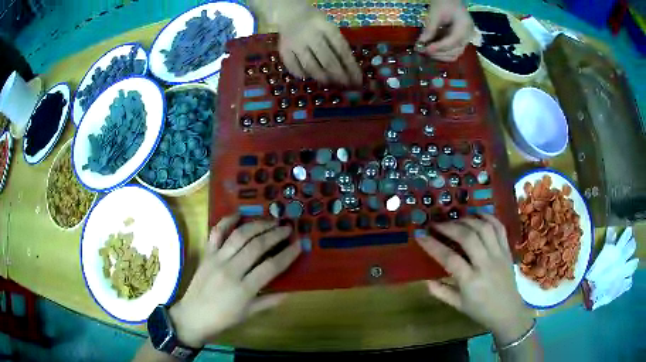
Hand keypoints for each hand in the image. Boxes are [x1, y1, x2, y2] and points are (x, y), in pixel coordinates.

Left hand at [168, 215, 300, 347]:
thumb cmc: (223, 318)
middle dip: (275, 234)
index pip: (271, 267)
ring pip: (239, 236)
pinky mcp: (206, 254)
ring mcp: (216, 259)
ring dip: (257, 225)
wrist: (192, 316)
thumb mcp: (248, 314)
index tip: (299, 244)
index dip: (287, 254)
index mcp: (244, 289)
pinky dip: (226, 221)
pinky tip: (238, 214)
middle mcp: (231, 270)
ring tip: (270, 221)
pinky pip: (216, 233)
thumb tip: (290, 292)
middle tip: (287, 228)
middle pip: (257, 246)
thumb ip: (270, 302)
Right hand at [277, 8, 361, 84]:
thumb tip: (349, 71)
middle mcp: (311, 35)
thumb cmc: (316, 23)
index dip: (351, 67)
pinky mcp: (283, 50)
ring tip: (329, 83)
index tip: (357, 80)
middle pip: (327, 60)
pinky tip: (309, 76)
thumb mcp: (330, 28)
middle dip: (339, 75)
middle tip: (346, 86)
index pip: (342, 50)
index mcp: (327, 27)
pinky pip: (293, 67)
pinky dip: (302, 74)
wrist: (291, 14)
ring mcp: (295, 43)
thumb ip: (338, 45)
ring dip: (322, 77)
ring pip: (311, 66)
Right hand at [416, 215, 532, 344]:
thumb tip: (425, 280)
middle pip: (468, 237)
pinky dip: (488, 218)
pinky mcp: (507, 250)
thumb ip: (441, 292)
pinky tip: (478, 215)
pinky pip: (499, 228)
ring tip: (456, 219)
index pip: (449, 258)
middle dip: (449, 227)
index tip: (421, 236)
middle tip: (437, 224)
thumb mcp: (458, 305)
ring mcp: (499, 255)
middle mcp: (486, 264)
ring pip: (484, 229)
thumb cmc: (481, 311)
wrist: (508, 311)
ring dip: (468, 220)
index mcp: (471, 282)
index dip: (433, 245)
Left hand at [418, 0, 475, 61]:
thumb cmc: (444, 2)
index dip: (439, 47)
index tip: (426, 49)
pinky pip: (452, 50)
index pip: (453, 42)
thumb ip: (429, 28)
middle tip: (424, 51)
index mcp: (465, 26)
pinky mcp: (460, 40)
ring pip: (455, 54)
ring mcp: (465, 39)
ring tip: (426, 50)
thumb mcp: (435, 13)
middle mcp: (468, 36)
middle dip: (439, 53)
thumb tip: (421, 42)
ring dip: (440, 55)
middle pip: (455, 51)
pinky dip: (442, 51)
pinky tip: (431, 47)